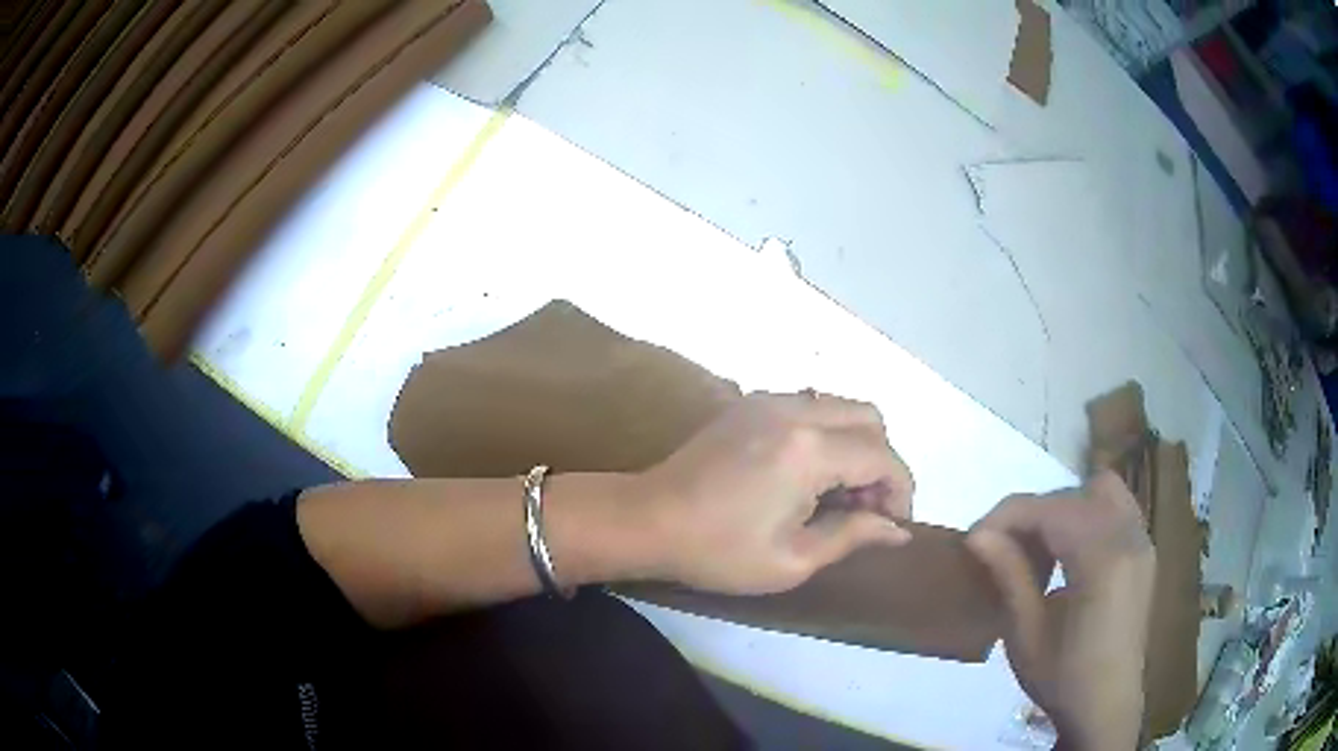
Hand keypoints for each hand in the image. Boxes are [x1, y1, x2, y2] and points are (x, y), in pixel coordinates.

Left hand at [632, 391, 913, 594]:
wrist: (646, 520)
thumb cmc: (718, 551)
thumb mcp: (792, 560)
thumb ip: (853, 535)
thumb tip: (897, 529)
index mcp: (809, 450)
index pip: (882, 457)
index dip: (900, 490)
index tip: (895, 524)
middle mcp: (796, 410)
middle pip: (870, 419)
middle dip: (882, 463)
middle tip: (865, 509)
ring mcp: (770, 400)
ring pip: (842, 406)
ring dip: (855, 445)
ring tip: (837, 495)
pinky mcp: (750, 403)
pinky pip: (811, 405)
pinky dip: (828, 433)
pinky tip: (808, 475)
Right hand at [966, 471, 1154, 749]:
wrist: (1106, 707)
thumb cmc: (1063, 678)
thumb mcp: (1026, 635)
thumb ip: (1009, 576)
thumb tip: (977, 535)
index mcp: (1102, 561)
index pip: (1052, 510)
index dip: (1008, 515)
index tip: (974, 539)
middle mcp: (1129, 538)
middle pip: (1076, 495)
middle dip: (1035, 511)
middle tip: (1003, 546)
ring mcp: (1141, 542)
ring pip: (1102, 491)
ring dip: (1066, 507)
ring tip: (1040, 544)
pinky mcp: (1143, 552)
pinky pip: (1117, 508)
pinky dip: (1089, 514)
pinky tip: (1071, 551)